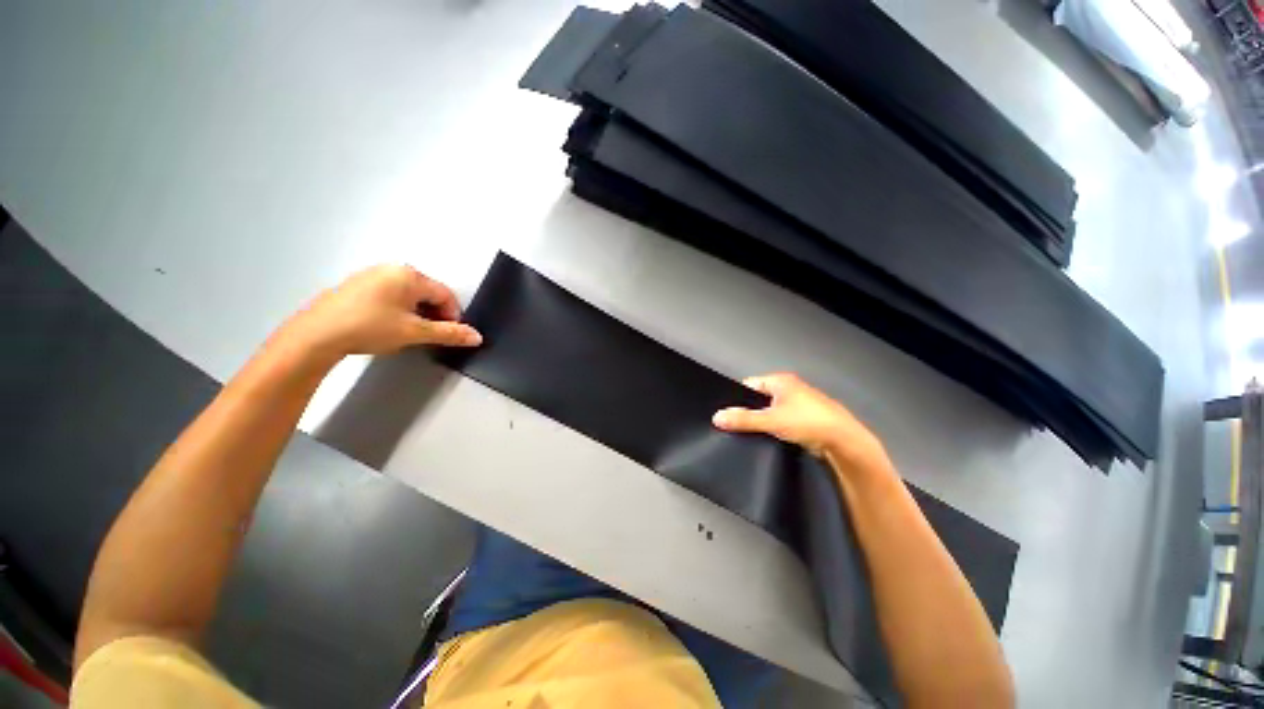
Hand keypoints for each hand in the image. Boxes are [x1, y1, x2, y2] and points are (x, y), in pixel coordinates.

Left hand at [279, 264, 481, 359]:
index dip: (453, 316)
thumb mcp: (415, 333)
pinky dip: (399, 309)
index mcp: (410, 275)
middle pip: (428, 293)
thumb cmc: (370, 327)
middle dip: (434, 314)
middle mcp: (393, 269)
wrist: (316, 335)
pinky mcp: (358, 285)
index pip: (446, 295)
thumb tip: (477, 337)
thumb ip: (449, 333)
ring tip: (407, 333)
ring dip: (417, 313)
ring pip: (409, 295)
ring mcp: (373, 275)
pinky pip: (391, 294)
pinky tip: (387, 326)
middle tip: (428, 335)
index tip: (449, 335)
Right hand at [713, 373, 890, 472]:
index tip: (725, 413)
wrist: (844, 442)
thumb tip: (717, 417)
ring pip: (770, 412)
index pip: (749, 385)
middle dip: (748, 411)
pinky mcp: (805, 420)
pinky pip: (781, 422)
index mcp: (780, 381)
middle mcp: (789, 389)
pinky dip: (773, 429)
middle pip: (759, 399)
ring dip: (762, 422)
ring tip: (747, 434)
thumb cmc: (807, 422)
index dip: (736, 397)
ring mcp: (799, 405)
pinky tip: (766, 440)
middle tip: (734, 425)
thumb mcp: (771, 420)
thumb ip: (743, 419)